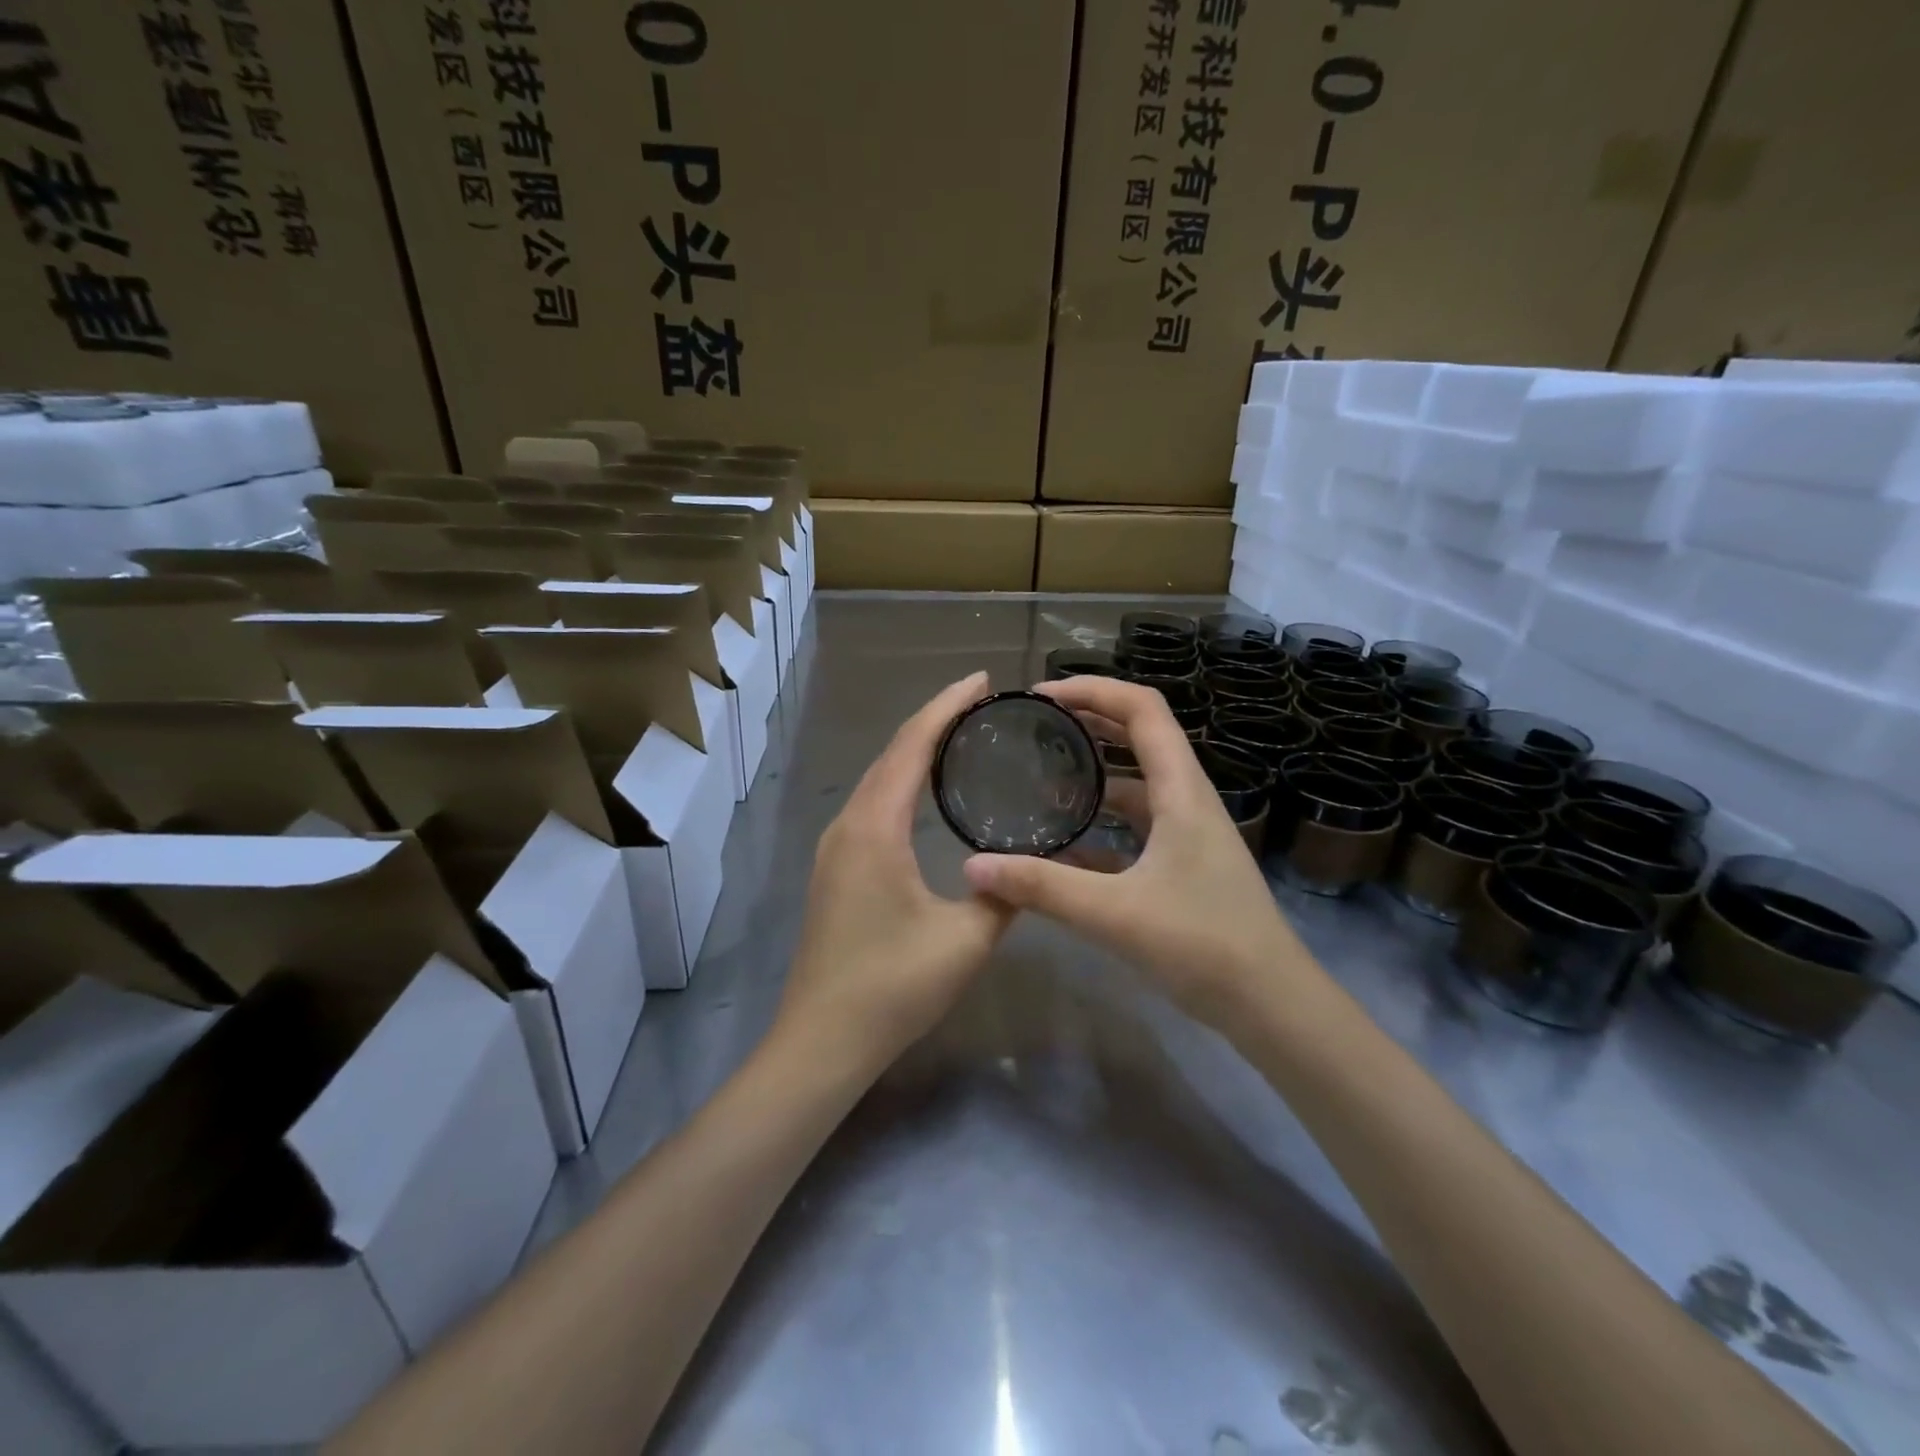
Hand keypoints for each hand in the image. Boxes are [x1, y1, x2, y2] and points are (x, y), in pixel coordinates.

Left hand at [778, 672, 1014, 1074]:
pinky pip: (870, 804)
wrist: (822, 1040)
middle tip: (981, 702)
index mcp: (874, 828)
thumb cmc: (893, 987)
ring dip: (915, 750)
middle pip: (891, 753)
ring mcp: (834, 847)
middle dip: (934, 719)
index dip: (946, 706)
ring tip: (960, 736)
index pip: (911, 746)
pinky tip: (925, 793)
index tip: (982, 681)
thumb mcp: (966, 940)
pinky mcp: (834, 868)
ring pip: (877, 778)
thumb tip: (1031, 867)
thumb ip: (1004, 894)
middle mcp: (847, 824)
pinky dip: (901, 781)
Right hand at [963, 676, 1318, 1023]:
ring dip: (1093, 775)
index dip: (1092, 690)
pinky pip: (1134, 828)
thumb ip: (1042, 887)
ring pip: (1135, 785)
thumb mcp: (1115, 913)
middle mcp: (1187, 800)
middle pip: (1139, 737)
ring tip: (1040, 778)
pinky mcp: (1182, 865)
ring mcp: (1187, 834)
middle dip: (1088, 722)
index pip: (1142, 709)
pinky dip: (1099, 825)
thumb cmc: (1204, 946)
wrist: (1271, 1005)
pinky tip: (1062, 845)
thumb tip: (973, 866)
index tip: (1041, 697)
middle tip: (1035, 726)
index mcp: (1181, 791)